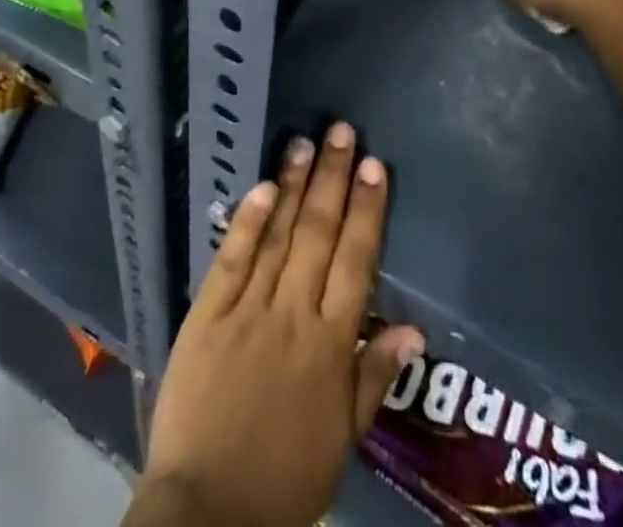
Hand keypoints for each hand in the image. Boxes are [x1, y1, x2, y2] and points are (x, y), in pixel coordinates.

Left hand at [130, 124, 423, 526]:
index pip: (356, 262)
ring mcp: (248, 308)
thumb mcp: (343, 439)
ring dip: (295, 185)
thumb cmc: (286, 477)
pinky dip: (249, 220)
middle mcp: (293, 314)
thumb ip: (375, 376)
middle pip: (319, 234)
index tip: (375, 167)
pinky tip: (263, 185)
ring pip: (279, 235)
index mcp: (331, 346)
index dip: (367, 210)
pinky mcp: (208, 311)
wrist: (209, 509)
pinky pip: (232, 257)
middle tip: (343, 132)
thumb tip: (415, 328)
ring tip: (307, 142)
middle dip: (334, 179)